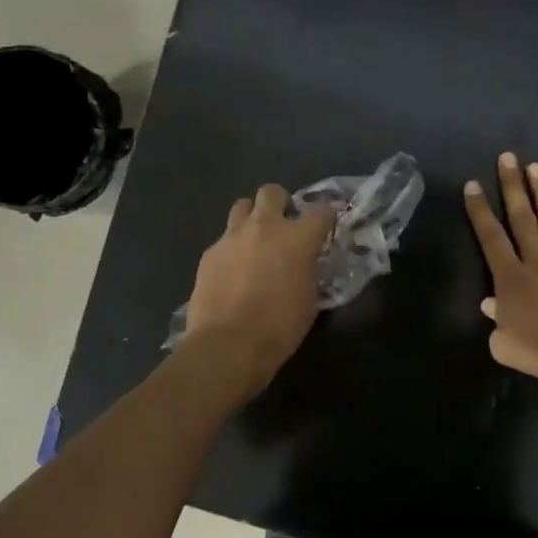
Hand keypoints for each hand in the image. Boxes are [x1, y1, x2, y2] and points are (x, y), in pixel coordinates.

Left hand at [181, 184, 336, 395]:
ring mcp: (232, 237)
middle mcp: (265, 227)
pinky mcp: (210, 253)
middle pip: (272, 192)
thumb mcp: (309, 300)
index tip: (327, 227)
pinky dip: (233, 247)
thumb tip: (306, 263)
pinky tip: (234, 270)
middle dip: (281, 203)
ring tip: (256, 240)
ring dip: (253, 217)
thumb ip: (309, 271)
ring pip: (242, 206)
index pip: (321, 212)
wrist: (228, 345)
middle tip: (284, 225)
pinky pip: (225, 238)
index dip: (327, 218)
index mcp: (298, 238)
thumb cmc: (279, 327)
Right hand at [463, 153, 537, 382]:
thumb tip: (492, 306)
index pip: (491, 239)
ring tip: (536, 167)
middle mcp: (537, 263)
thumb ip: (496, 325)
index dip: (479, 212)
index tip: (472, 185)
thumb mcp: (506, 347)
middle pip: (522, 220)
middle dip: (512, 187)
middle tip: (507, 157)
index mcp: (511, 280)